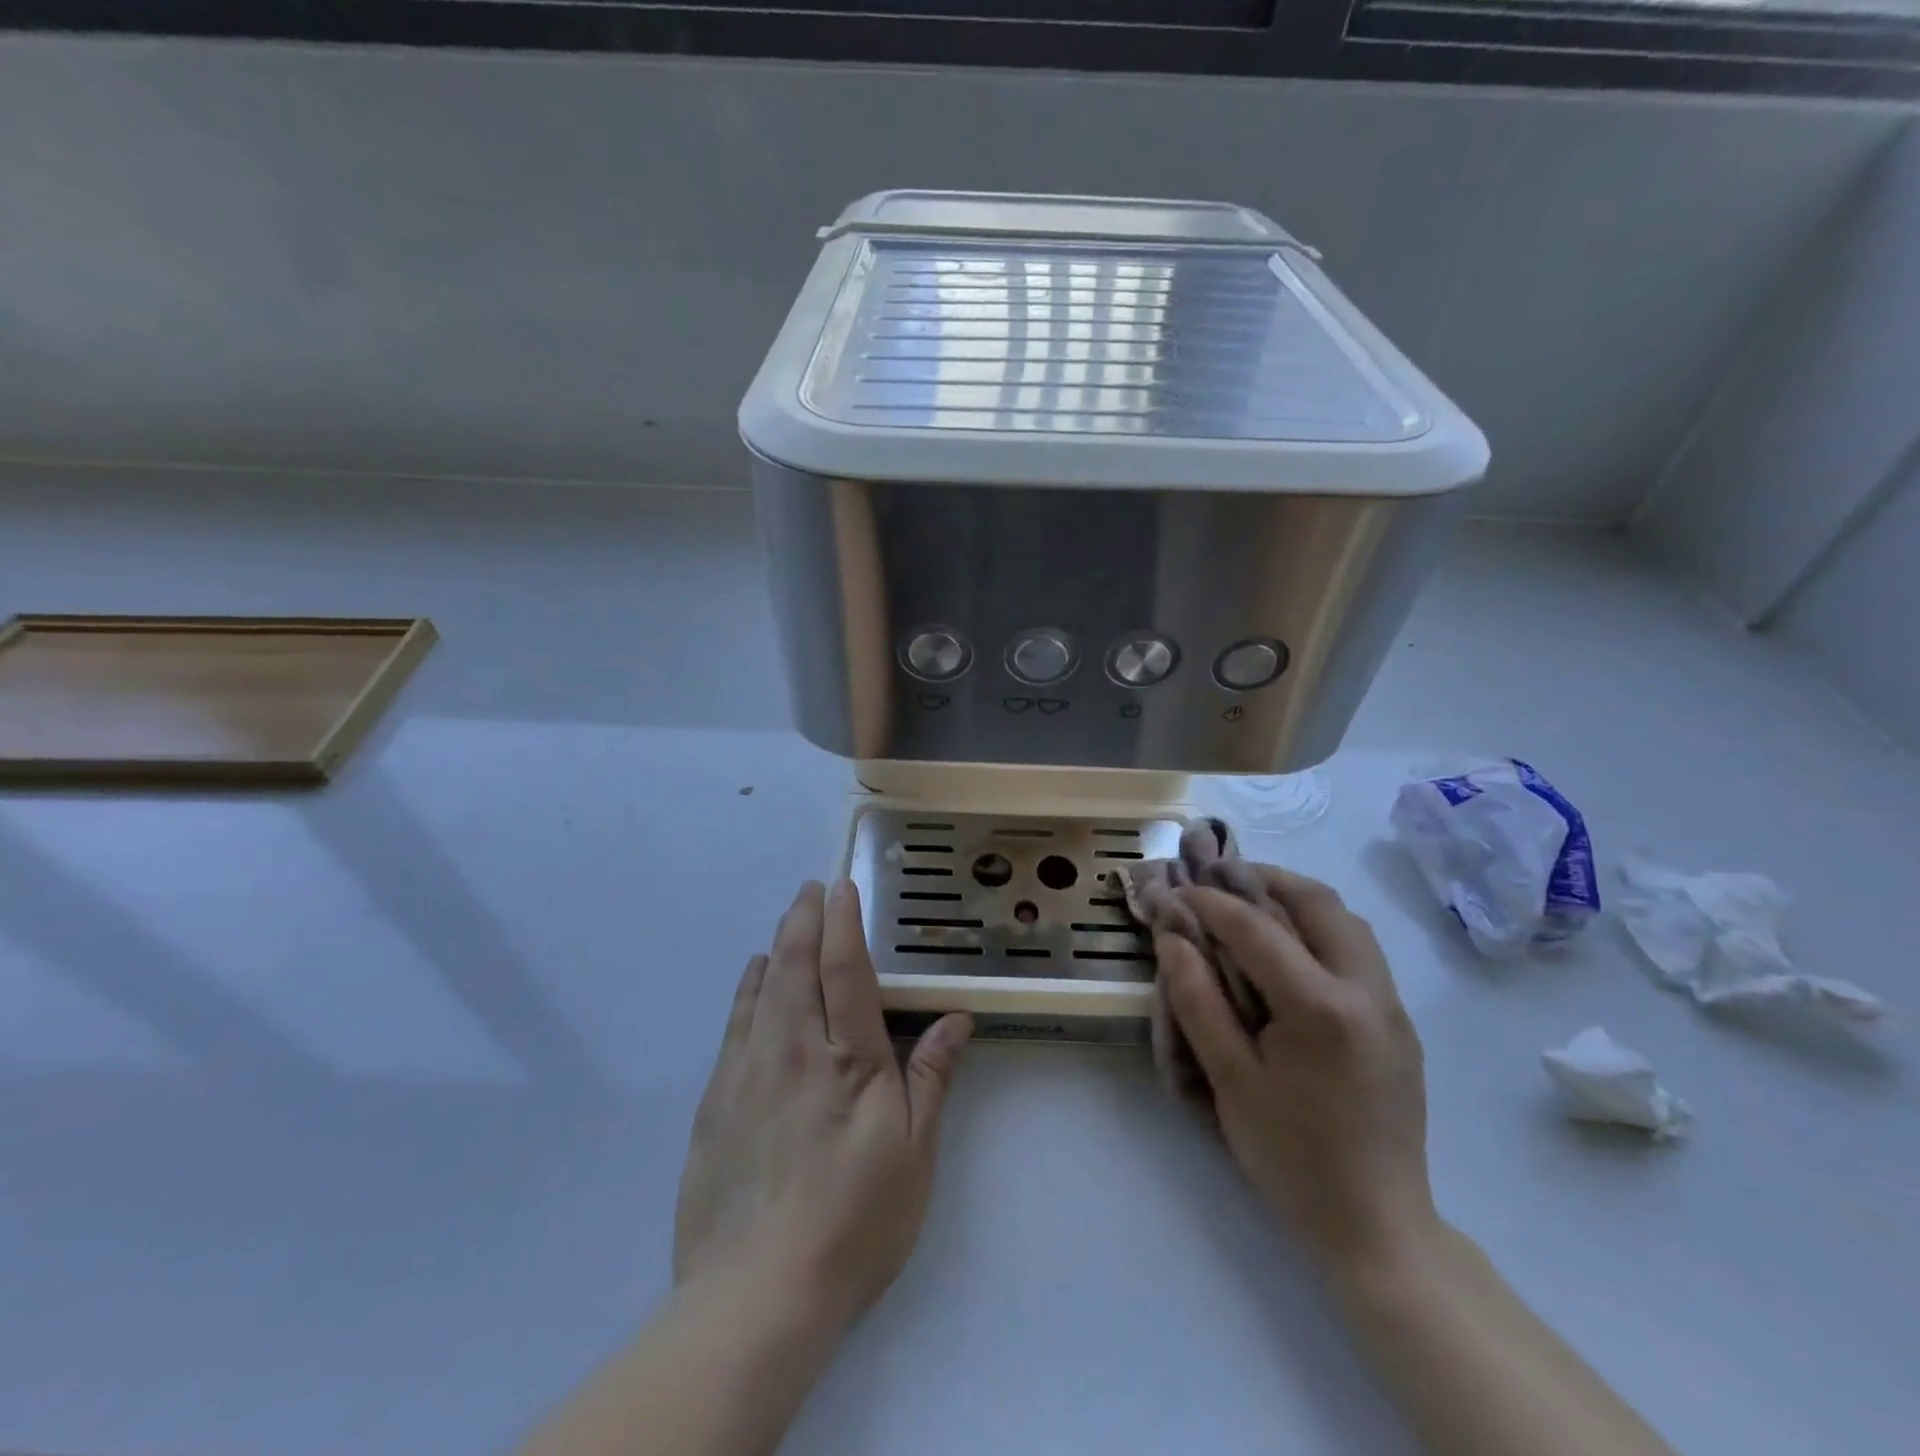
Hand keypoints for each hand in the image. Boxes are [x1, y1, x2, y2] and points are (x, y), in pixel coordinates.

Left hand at [674, 880, 972, 1328]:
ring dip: (776, 947)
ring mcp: (748, 1072)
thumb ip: (930, 1077)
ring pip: (761, 988)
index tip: (842, 887)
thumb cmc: (854, 1221)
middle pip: (796, 965)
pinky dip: (747, 990)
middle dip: (803, 919)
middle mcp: (793, 1050)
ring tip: (785, 923)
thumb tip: (956, 1019)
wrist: (757, 1294)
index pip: (845, 970)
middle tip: (810, 889)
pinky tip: (753, 980)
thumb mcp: (913, 1154)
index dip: (843, 923)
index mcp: (847, 1059)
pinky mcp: (716, 1101)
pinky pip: (735, 1024)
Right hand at [1156, 867, 1437, 1277]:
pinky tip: (1288, 949)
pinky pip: (1358, 950)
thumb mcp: (1230, 1080)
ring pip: (1347, 921)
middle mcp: (1366, 991)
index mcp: (1321, 1007)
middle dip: (1264, 879)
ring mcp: (1391, 1005)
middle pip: (1319, 903)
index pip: (1257, 928)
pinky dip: (1320, 928)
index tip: (1176, 890)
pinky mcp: (1398, 1022)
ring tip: (1251, 902)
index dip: (1210, 902)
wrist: (1378, 1226)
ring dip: (1296, 899)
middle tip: (1219, 877)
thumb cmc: (1292, 1157)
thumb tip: (1172, 939)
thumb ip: (1198, 1001)